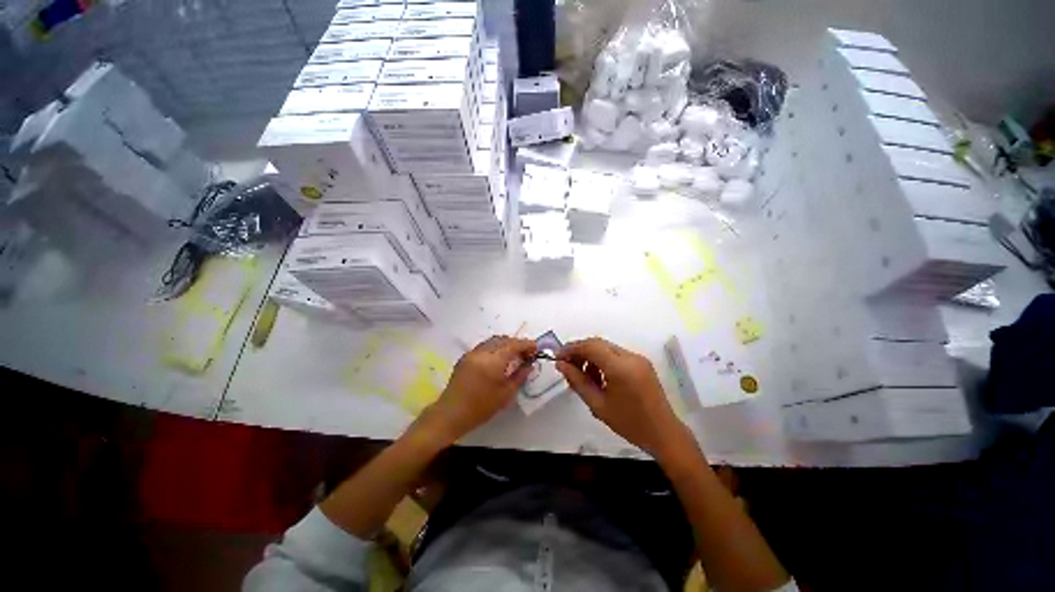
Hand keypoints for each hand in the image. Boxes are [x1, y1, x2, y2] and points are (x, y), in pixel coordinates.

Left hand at [417, 335, 535, 444]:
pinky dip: (496, 348)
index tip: (536, 348)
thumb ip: (520, 376)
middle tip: (527, 353)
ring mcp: (472, 353)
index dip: (526, 344)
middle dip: (517, 343)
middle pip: (503, 340)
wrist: (451, 414)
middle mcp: (482, 352)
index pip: (513, 345)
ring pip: (493, 341)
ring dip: (506, 344)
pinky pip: (485, 346)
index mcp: (493, 361)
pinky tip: (500, 358)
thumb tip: (530, 364)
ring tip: (515, 355)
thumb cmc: (481, 408)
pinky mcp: (465, 357)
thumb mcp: (506, 394)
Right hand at [557, 337, 683, 455]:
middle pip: (598, 343)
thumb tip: (561, 365)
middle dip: (580, 351)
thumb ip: (578, 381)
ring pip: (606, 348)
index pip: (591, 346)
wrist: (664, 434)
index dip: (571, 348)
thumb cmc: (630, 423)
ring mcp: (638, 358)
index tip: (558, 356)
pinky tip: (599, 377)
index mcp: (620, 368)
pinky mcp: (641, 363)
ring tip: (583, 376)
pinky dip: (603, 360)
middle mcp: (630, 357)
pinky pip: (616, 354)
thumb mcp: (598, 405)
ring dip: (591, 356)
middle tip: (567, 365)